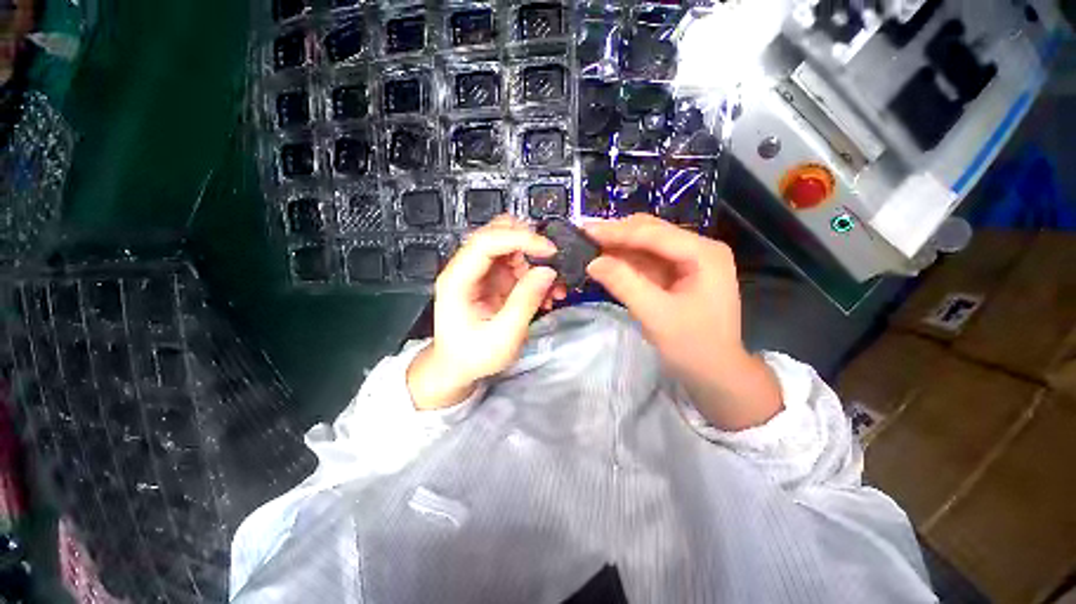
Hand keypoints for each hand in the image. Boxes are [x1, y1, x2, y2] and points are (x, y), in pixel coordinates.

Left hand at [408, 216, 566, 409]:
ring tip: (552, 288)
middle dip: (529, 243)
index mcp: (457, 280)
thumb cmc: (473, 356)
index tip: (550, 250)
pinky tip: (545, 294)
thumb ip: (525, 302)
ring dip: (535, 261)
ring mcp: (480, 273)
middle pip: (496, 234)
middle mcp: (466, 269)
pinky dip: (534, 274)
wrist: (456, 368)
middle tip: (553, 261)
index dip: (520, 239)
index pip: (486, 242)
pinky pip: (517, 264)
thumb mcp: (503, 336)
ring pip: (510, 247)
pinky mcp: (493, 280)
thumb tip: (548, 272)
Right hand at [585, 214, 781, 429]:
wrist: (715, 373)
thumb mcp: (655, 314)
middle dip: (616, 235)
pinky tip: (606, 260)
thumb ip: (623, 284)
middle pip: (650, 233)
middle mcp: (698, 249)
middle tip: (583, 236)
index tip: (584, 230)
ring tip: (588, 245)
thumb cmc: (693, 346)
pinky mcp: (677, 274)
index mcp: (703, 254)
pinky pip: (646, 262)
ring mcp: (688, 261)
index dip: (616, 231)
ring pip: (646, 246)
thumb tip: (592, 262)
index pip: (653, 233)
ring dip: (618, 247)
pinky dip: (625, 262)